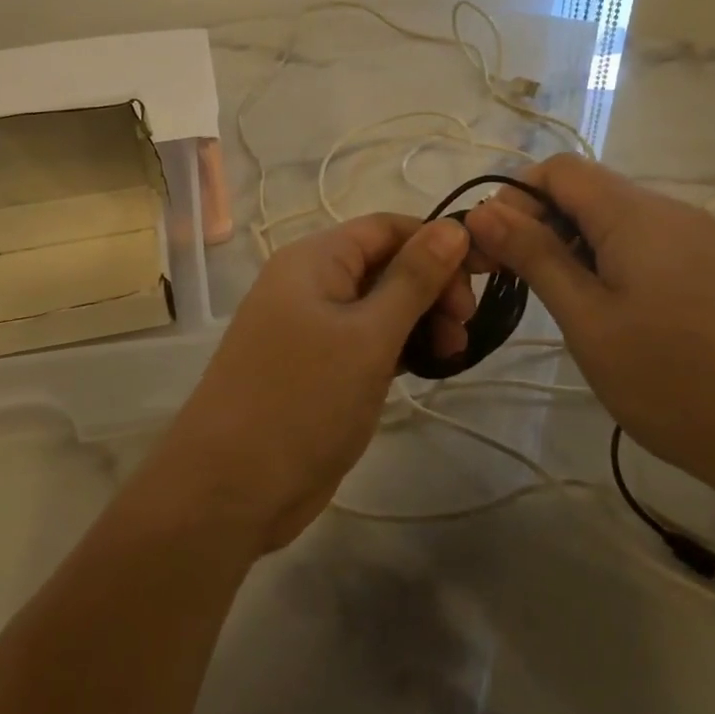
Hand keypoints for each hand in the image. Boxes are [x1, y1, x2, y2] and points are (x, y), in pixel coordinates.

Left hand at [145, 214, 473, 551]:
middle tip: (464, 330)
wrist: (231, 486)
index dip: (437, 243)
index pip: (386, 228)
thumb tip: (454, 227)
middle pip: (384, 264)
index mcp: (313, 259)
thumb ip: (413, 280)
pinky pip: (365, 340)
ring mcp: (309, 328)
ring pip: (377, 306)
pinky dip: (397, 347)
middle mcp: (308, 284)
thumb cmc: (303, 400)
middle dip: (431, 288)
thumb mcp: (368, 336)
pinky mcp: (315, 367)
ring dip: (419, 321)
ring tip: (451, 355)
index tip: (483, 278)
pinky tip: (426, 367)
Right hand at [463, 155, 714, 505]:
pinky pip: (648, 246)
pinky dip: (611, 264)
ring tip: (563, 307)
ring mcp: (702, 242)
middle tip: (516, 284)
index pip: (559, 170)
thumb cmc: (673, 380)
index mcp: (638, 214)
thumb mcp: (587, 320)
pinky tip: (612, 316)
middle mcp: (673, 212)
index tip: (493, 250)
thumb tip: (484, 210)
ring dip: (574, 248)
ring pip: (617, 221)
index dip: (515, 198)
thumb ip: (535, 256)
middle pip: (588, 192)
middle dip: (540, 225)